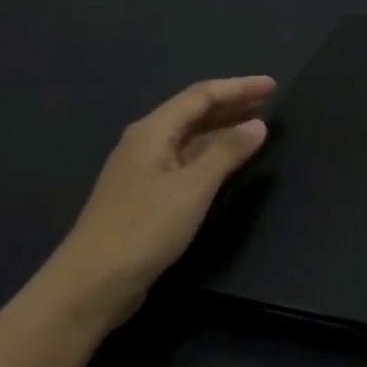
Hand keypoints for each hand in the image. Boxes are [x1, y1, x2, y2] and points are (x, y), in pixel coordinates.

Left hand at [42, 76, 274, 317]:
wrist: (94, 281)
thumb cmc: (144, 228)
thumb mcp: (193, 187)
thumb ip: (227, 153)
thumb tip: (258, 125)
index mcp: (152, 131)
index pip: (200, 96)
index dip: (238, 87)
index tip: (273, 85)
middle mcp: (146, 143)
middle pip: (193, 113)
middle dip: (231, 104)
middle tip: (269, 101)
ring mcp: (145, 170)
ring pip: (190, 138)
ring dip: (223, 129)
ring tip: (256, 127)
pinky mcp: (148, 196)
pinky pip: (187, 161)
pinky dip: (212, 154)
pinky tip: (229, 162)